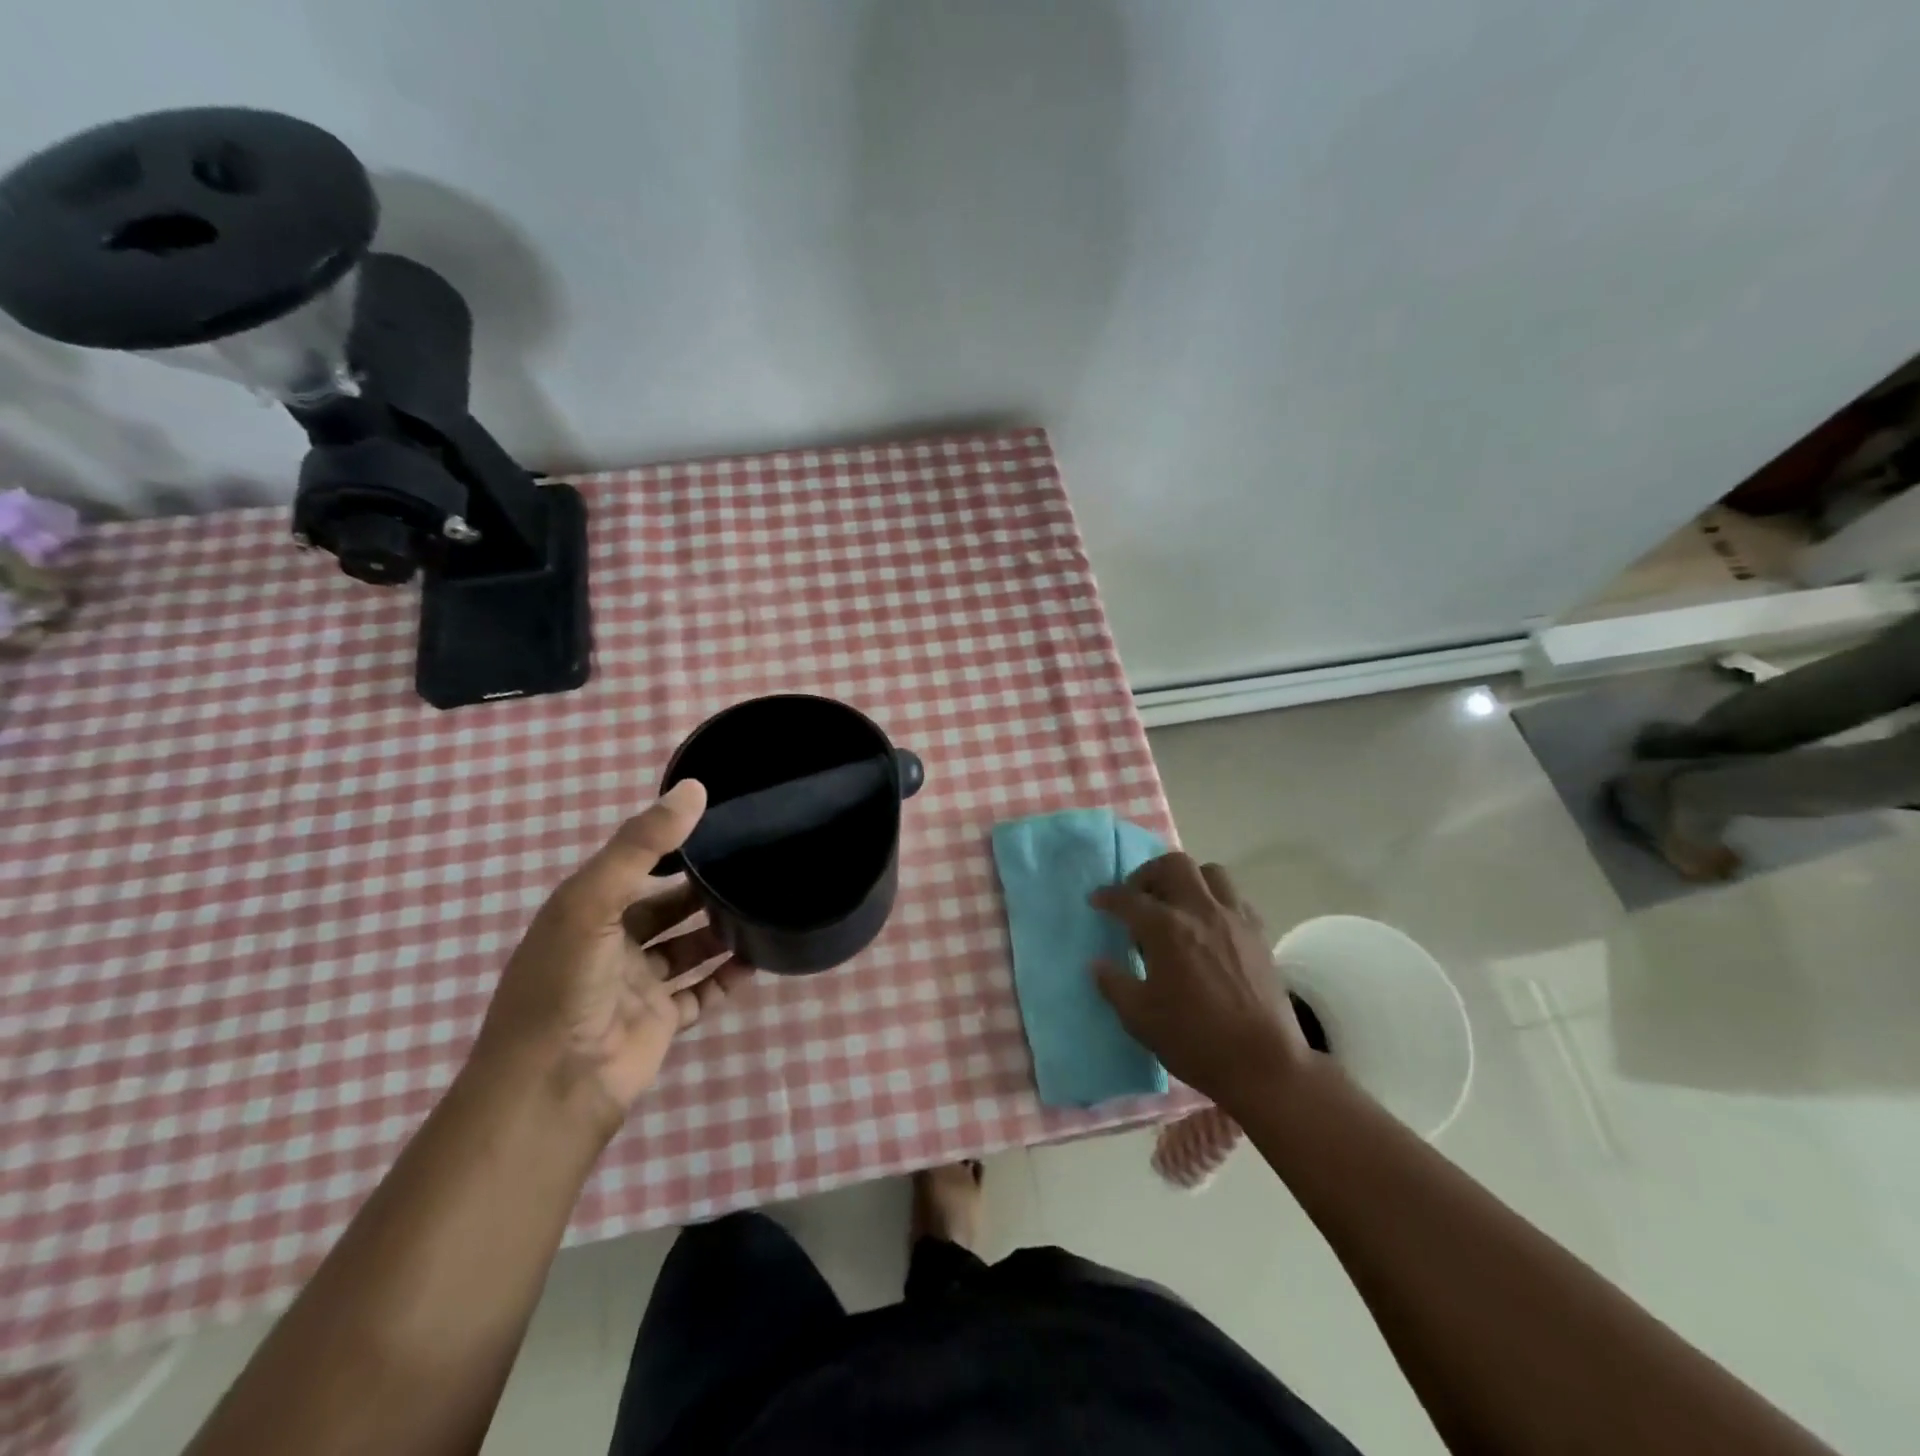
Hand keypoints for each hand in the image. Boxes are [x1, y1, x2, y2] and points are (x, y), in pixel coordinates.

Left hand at [472, 781, 751, 1132]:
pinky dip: (727, 977)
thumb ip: (642, 844)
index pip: (635, 867)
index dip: (671, 846)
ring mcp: (638, 985)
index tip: (717, 823)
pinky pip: (702, 991)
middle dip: (702, 889)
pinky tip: (757, 960)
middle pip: (666, 907)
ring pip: (688, 948)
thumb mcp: (593, 900)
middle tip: (750, 865)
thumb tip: (694, 789)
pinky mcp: (661, 1020)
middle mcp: (612, 944)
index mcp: (587, 911)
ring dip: (719, 931)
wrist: (554, 1087)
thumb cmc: (566, 983)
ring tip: (760, 906)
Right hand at [1090, 853, 1311, 1108]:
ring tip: (1177, 905)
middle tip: (1139, 896)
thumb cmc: (1195, 1040)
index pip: (1128, 899)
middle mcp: (1200, 911)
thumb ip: (1114, 984)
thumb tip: (1098, 963)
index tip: (1097, 901)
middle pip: (1173, 865)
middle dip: (1149, 873)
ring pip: (1210, 873)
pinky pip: (1236, 898)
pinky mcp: (1259, 933)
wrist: (1264, 1064)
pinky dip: (1217, 900)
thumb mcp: (1139, 1018)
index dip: (1107, 896)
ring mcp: (1234, 919)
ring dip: (1188, 880)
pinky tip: (1209, 925)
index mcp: (1166, 929)